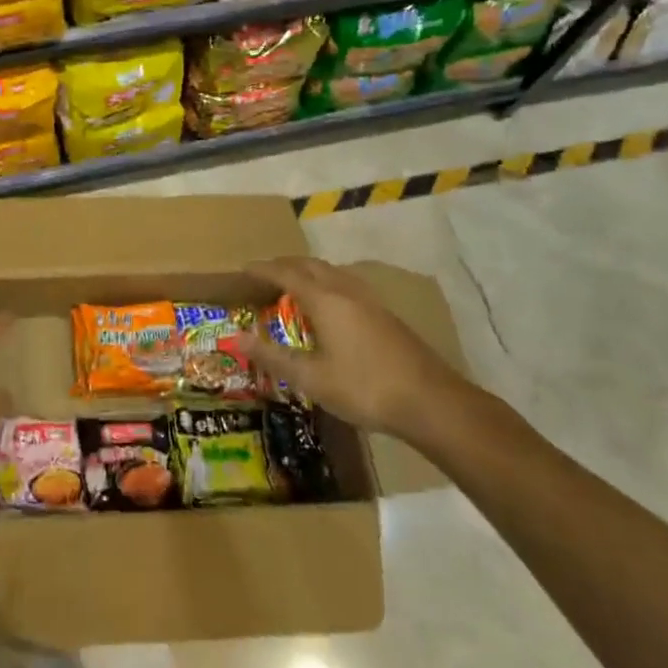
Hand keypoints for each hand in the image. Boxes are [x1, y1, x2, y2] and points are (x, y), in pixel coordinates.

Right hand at [239, 257, 463, 442]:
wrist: (431, 402)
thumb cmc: (364, 388)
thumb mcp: (311, 378)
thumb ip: (273, 356)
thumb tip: (236, 338)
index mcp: (325, 300)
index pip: (286, 274)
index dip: (263, 270)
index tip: (243, 269)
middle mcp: (346, 291)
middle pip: (311, 265)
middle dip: (285, 265)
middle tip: (264, 275)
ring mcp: (371, 301)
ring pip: (332, 272)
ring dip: (309, 272)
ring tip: (294, 285)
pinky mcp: (386, 315)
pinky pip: (347, 285)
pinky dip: (327, 284)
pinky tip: (330, 306)